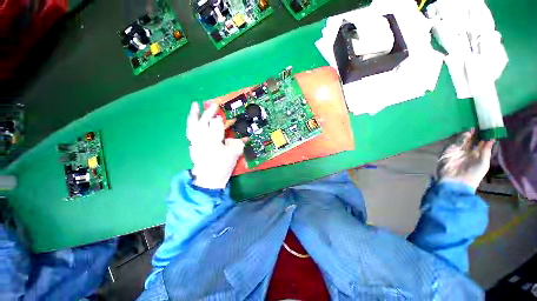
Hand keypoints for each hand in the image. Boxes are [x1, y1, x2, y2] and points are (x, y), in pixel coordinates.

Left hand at [186, 102, 246, 188]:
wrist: (209, 179)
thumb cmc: (222, 166)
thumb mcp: (234, 154)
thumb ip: (239, 143)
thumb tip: (244, 137)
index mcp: (214, 139)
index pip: (217, 124)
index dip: (221, 119)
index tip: (225, 117)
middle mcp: (202, 138)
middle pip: (204, 121)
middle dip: (209, 112)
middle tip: (214, 105)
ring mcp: (195, 141)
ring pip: (193, 125)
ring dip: (194, 114)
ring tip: (195, 105)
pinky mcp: (192, 146)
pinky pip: (190, 132)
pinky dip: (191, 125)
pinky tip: (193, 121)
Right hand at [437, 129, 494, 190]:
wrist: (455, 182)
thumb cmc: (473, 175)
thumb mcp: (483, 163)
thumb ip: (486, 150)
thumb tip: (493, 138)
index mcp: (477, 154)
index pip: (481, 142)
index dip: (485, 135)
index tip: (489, 126)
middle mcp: (467, 151)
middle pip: (472, 140)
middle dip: (476, 132)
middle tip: (481, 123)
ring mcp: (457, 151)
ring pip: (463, 140)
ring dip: (468, 134)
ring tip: (474, 127)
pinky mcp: (448, 151)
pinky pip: (454, 142)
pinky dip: (460, 138)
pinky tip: (466, 133)